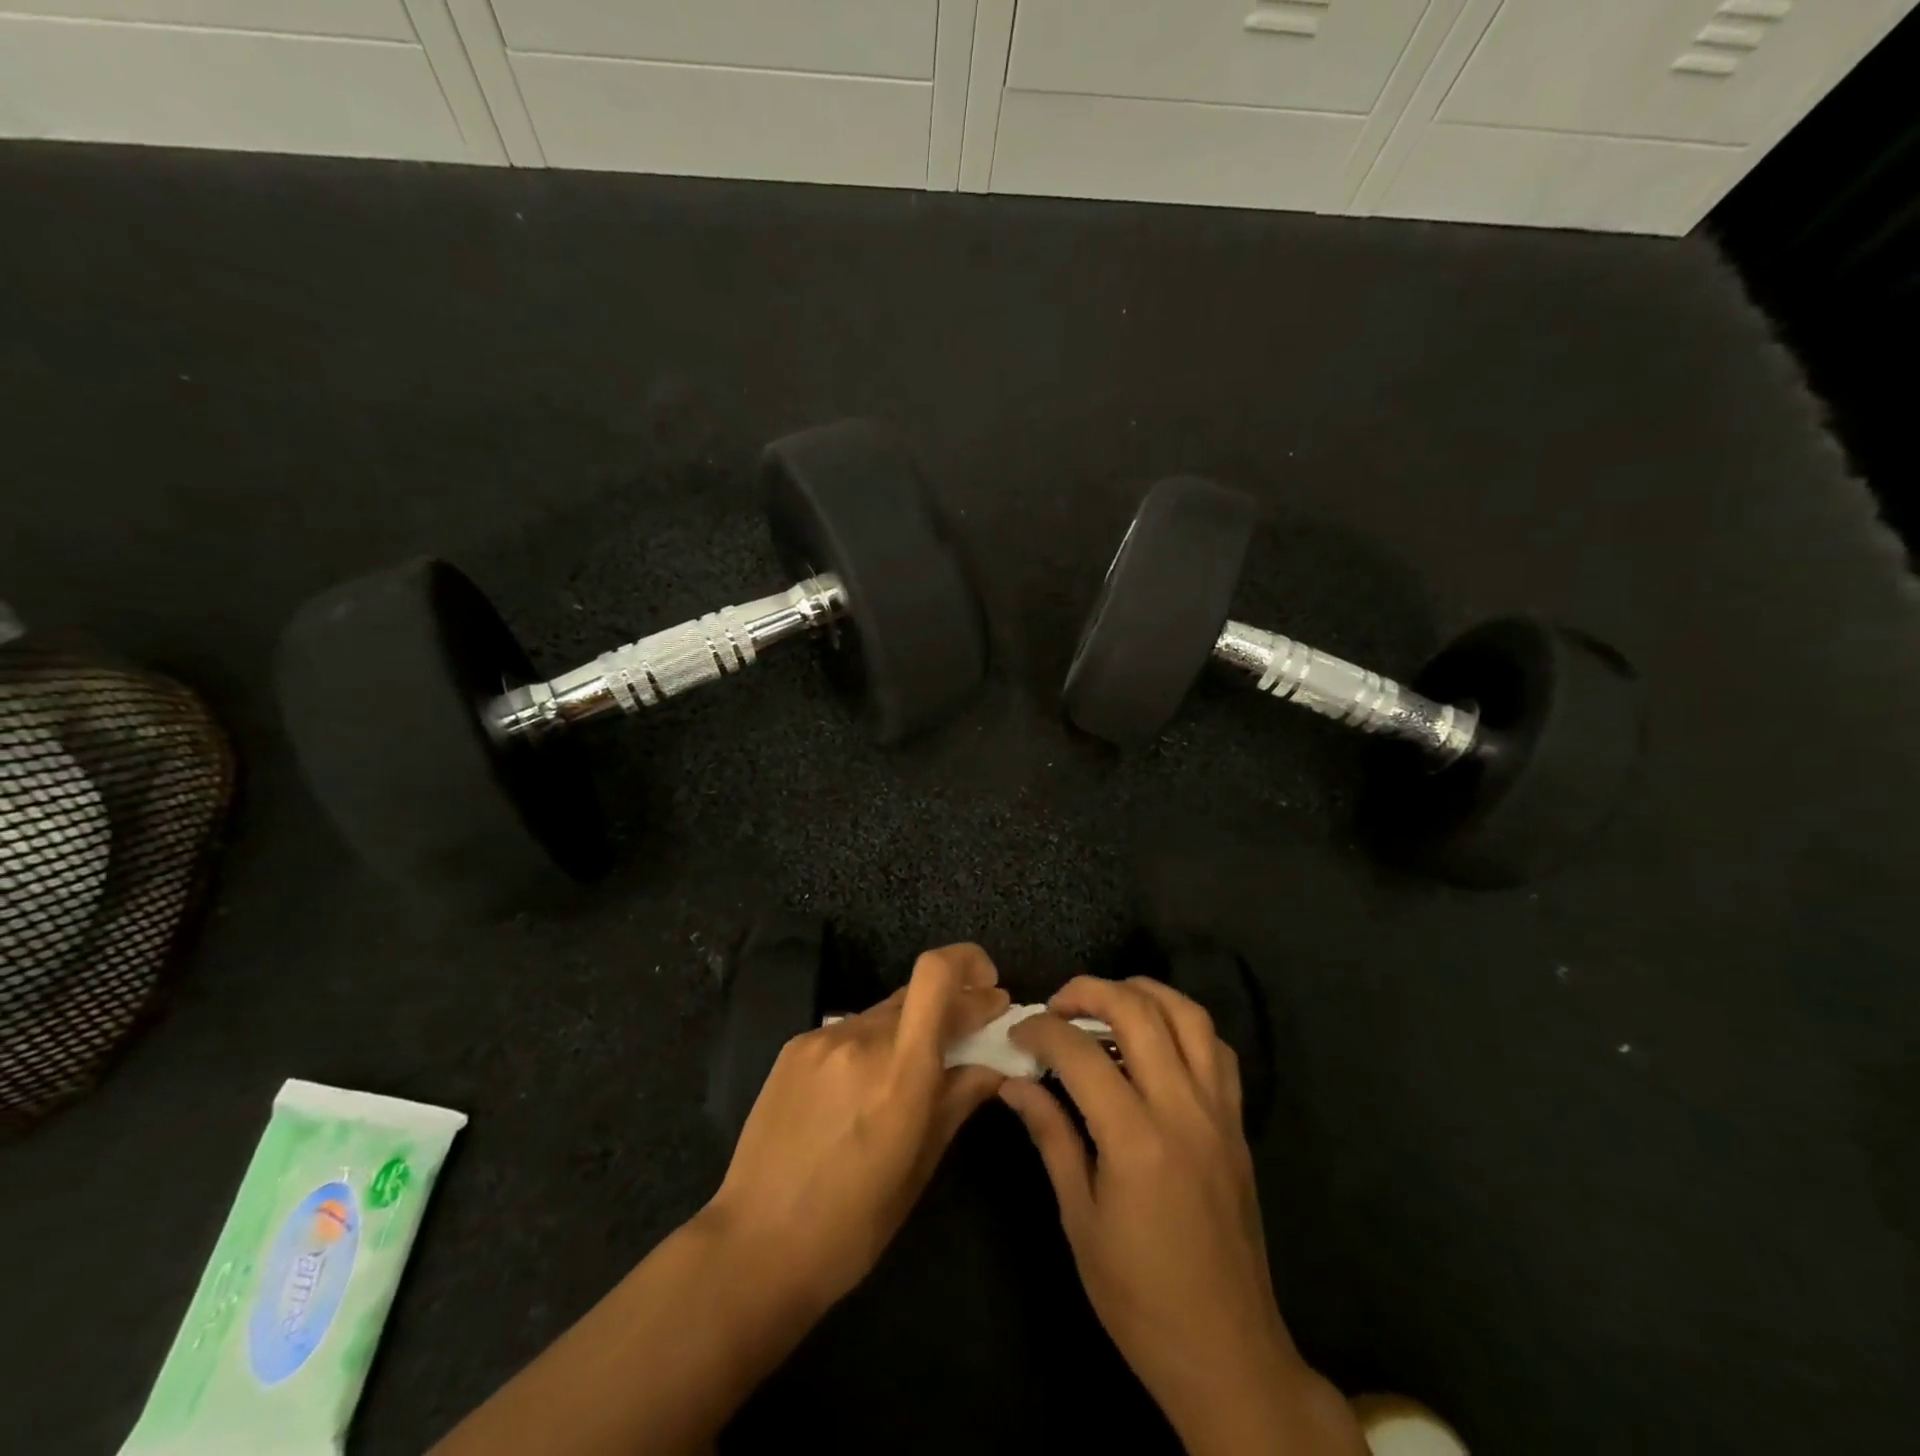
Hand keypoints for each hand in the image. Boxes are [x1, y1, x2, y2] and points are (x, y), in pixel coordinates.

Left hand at [704, 943, 1009, 1312]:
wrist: (754, 1246)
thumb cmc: (852, 1224)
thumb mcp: (920, 1166)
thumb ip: (959, 1099)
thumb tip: (994, 1063)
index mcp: (899, 1072)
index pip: (936, 975)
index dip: (969, 963)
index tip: (992, 990)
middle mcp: (861, 1039)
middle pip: (917, 992)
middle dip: (952, 1005)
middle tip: (969, 1034)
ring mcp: (822, 1039)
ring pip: (884, 1012)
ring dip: (910, 1028)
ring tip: (911, 1072)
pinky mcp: (795, 1047)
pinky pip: (850, 1031)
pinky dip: (871, 1044)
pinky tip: (864, 1086)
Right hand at [1000, 977, 1365, 1455]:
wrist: (1226, 1352)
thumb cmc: (1139, 1297)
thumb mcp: (1080, 1219)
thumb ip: (1051, 1137)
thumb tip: (1013, 1084)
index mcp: (1136, 1139)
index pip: (1080, 1053)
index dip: (1041, 1032)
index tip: (1017, 1035)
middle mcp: (1182, 1109)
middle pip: (1138, 1012)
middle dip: (1088, 991)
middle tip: (1056, 1005)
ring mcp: (1218, 1111)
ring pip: (1187, 1015)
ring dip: (1141, 992)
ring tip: (1105, 1002)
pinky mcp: (1237, 1123)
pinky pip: (1216, 1048)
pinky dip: (1183, 1024)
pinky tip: (1155, 1038)